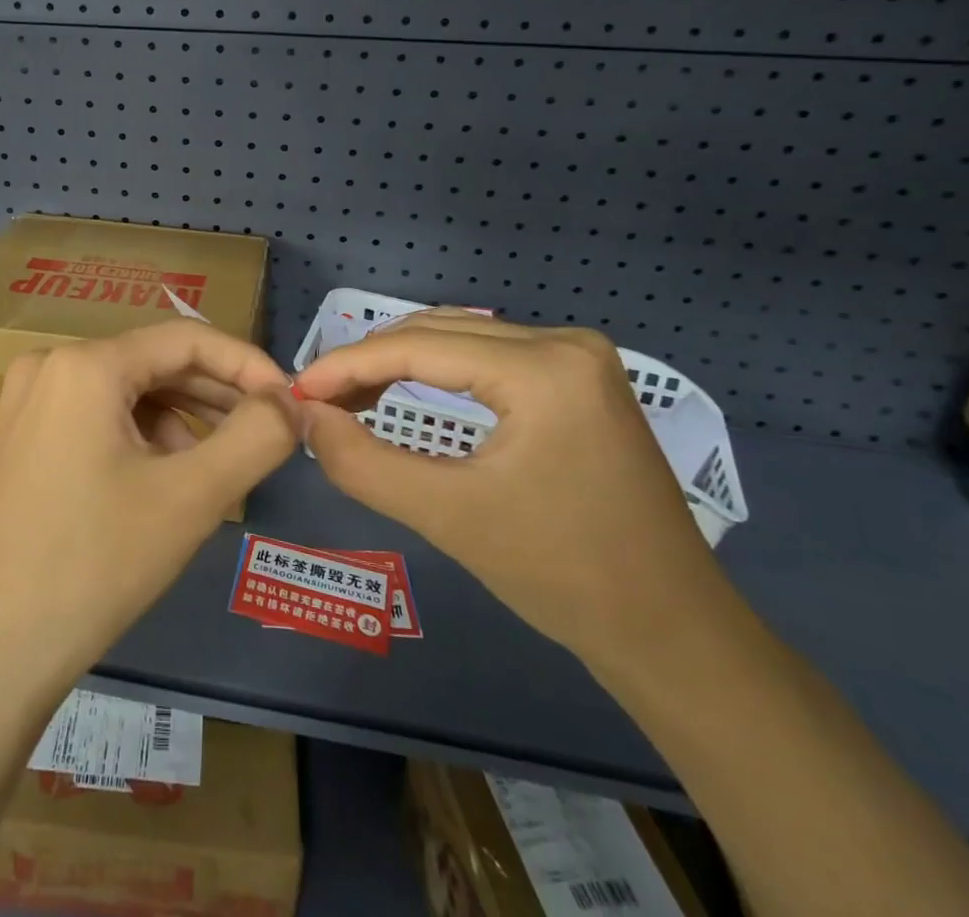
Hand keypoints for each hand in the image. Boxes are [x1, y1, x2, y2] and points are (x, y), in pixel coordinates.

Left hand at [0, 321, 303, 704]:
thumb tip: (291, 401)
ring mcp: (28, 401)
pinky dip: (141, 436)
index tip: (290, 403)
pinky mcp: (21, 436)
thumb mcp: (191, 498)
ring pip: (128, 391)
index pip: (187, 339)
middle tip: (266, 436)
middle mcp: (50, 364)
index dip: (247, 365)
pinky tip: (163, 479)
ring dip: (181, 419)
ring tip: (217, 467)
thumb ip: (256, 437)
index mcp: (85, 363)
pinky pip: (97, 415)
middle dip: (216, 396)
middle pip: (155, 363)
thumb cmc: (94, 565)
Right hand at [294, 311, 732, 671]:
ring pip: (460, 340)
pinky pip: (488, 358)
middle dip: (369, 363)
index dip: (347, 365)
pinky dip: (437, 373)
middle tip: (317, 400)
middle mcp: (564, 342)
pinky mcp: (579, 379)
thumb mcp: (449, 516)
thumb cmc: (562, 576)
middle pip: (437, 333)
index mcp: (544, 368)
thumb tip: (304, 417)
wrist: (673, 633)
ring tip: (349, 398)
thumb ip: (362, 462)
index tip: (296, 390)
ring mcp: (578, 357)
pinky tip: (404, 394)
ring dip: (399, 364)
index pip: (418, 347)